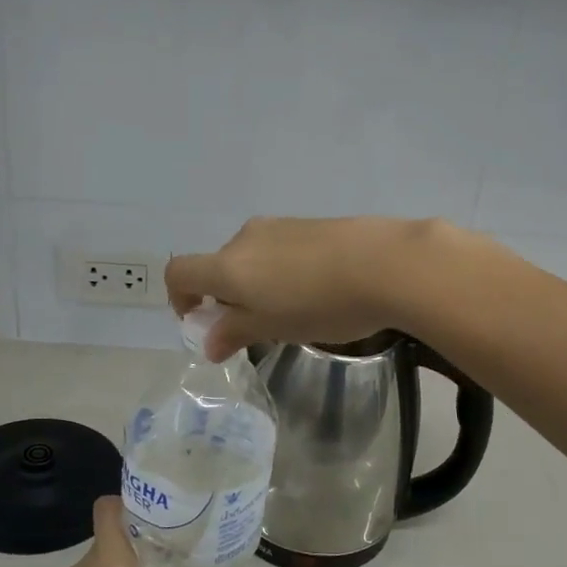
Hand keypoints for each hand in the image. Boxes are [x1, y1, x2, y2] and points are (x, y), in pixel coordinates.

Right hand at [166, 216, 445, 360]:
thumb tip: (209, 342)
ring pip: (251, 259)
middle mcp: (245, 239)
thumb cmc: (321, 304)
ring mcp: (279, 226)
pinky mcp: (309, 224)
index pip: (180, 273)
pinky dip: (281, 272)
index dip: (180, 298)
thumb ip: (236, 332)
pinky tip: (317, 290)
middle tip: (258, 328)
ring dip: (257, 285)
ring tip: (294, 312)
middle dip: (227, 298)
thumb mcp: (274, 327)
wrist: (387, 263)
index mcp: (228, 265)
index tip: (203, 322)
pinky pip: (279, 250)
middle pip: (218, 266)